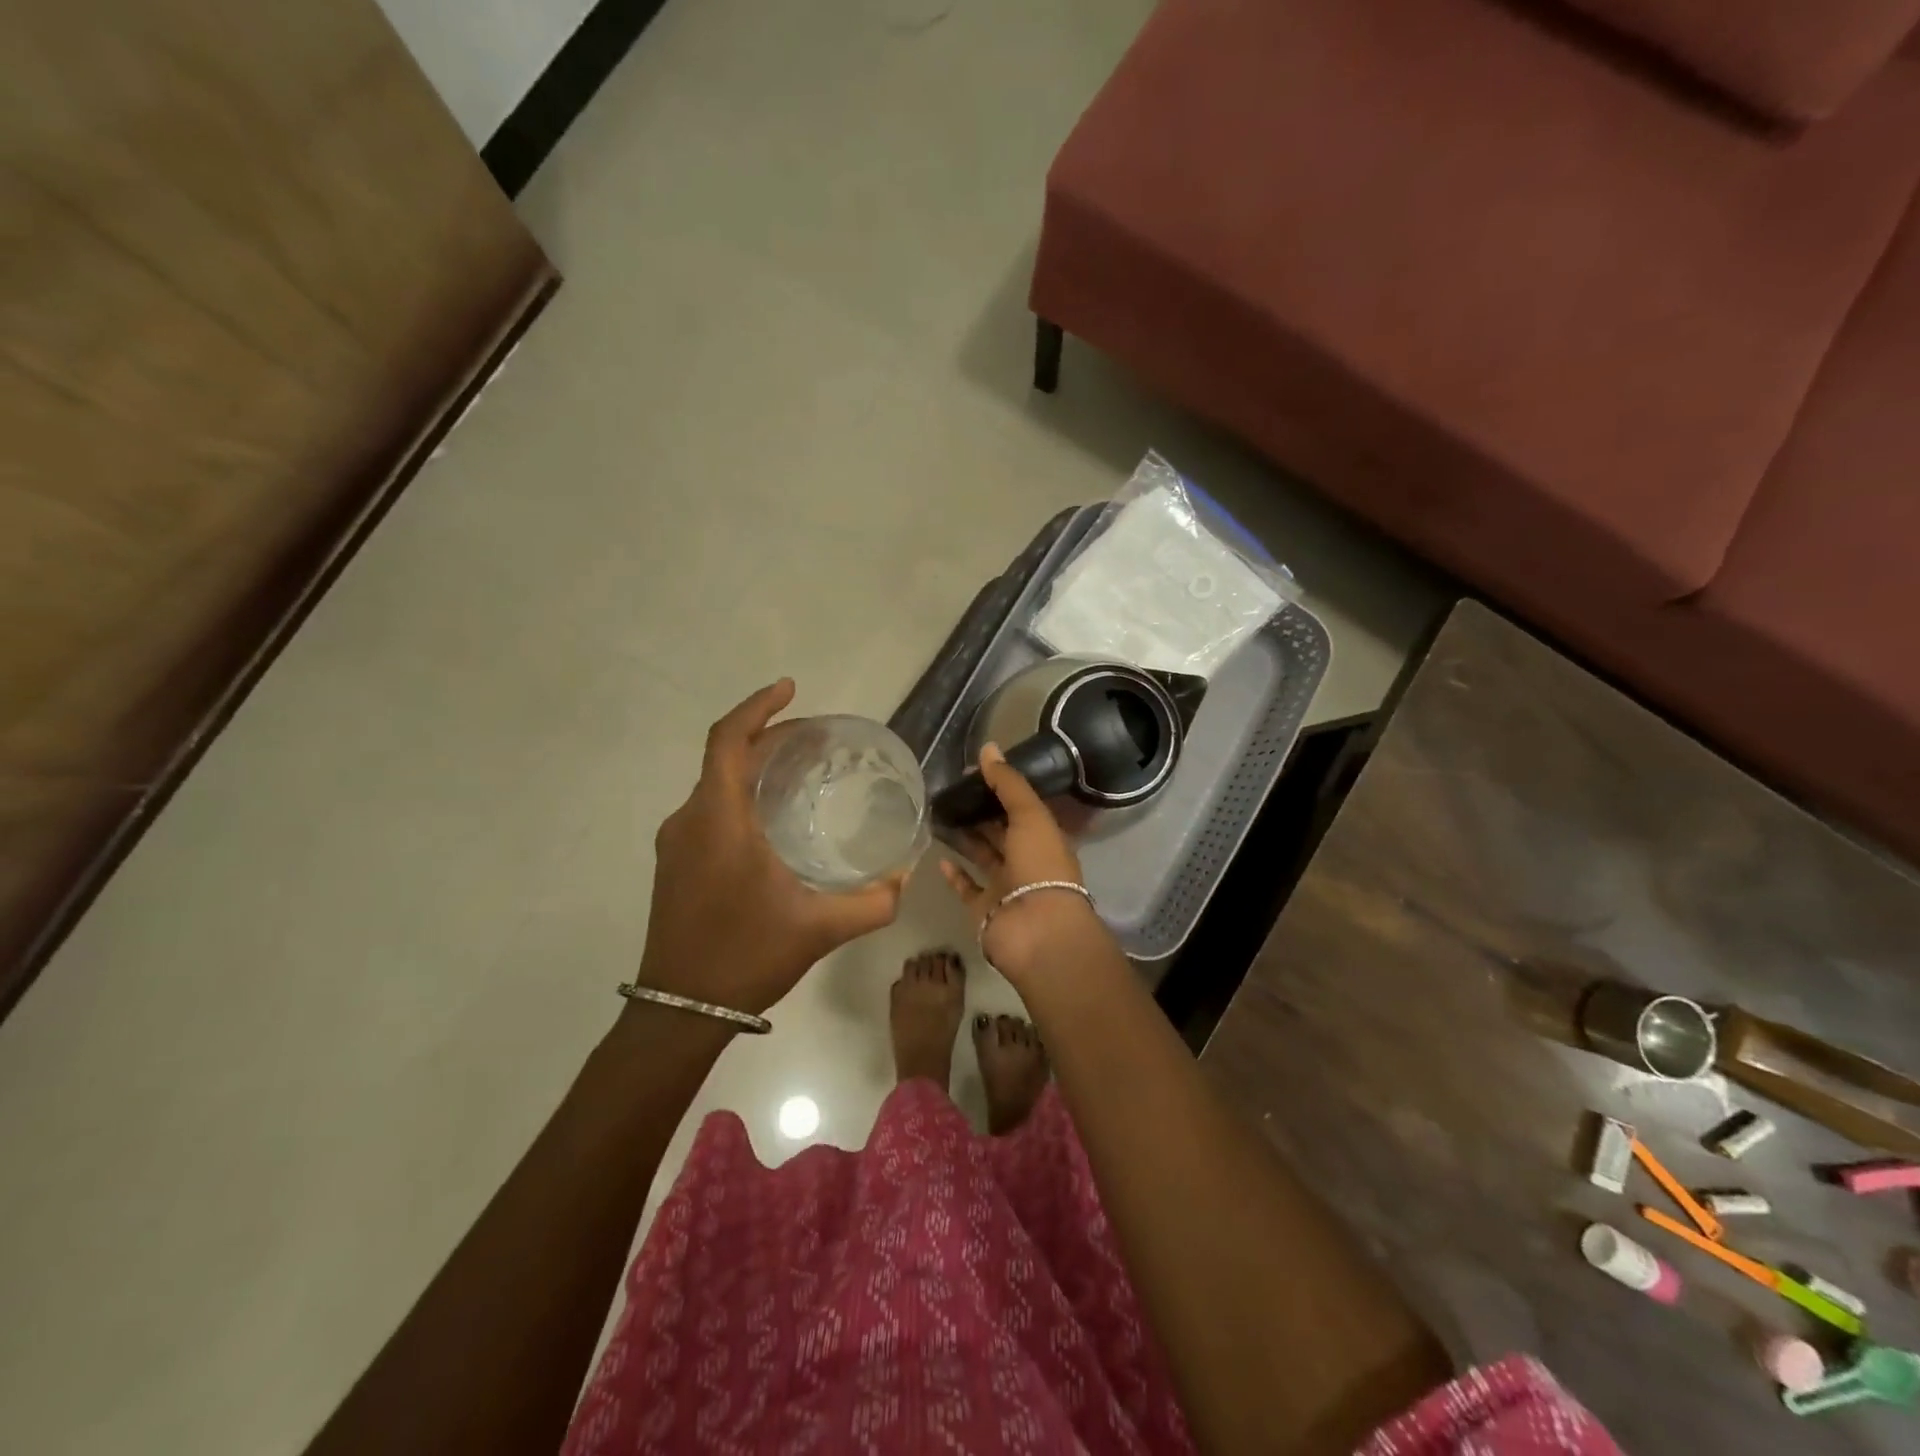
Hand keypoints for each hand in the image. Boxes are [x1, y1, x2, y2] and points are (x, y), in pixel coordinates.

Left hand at [636, 680, 905, 1016]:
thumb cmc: (746, 957)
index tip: (791, 688)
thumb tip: (905, 875)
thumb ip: (873, 901)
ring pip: (716, 782)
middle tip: (820, 737)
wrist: (678, 1011)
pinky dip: (742, 793)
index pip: (728, 740)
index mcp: (718, 820)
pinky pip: (709, 807)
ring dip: (755, 765)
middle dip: (771, 736)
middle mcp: (690, 819)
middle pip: (726, 756)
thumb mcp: (820, 929)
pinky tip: (774, 816)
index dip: (758, 707)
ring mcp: (676, 842)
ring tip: (803, 768)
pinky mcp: (674, 862)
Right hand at [938, 743, 1107, 984]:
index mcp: (1044, 837)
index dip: (1000, 789)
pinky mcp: (984, 909)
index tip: (971, 773)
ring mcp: (1004, 887)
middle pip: (1000, 831)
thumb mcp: (1030, 816)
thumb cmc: (1040, 866)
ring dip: (964, 838)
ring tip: (937, 815)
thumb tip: (988, 747)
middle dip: (979, 812)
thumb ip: (1009, 783)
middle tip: (948, 791)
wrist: (1037, 930)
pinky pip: (966, 888)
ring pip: (982, 856)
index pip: (1020, 807)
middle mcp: (1026, 860)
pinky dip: (954, 874)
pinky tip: (937, 857)